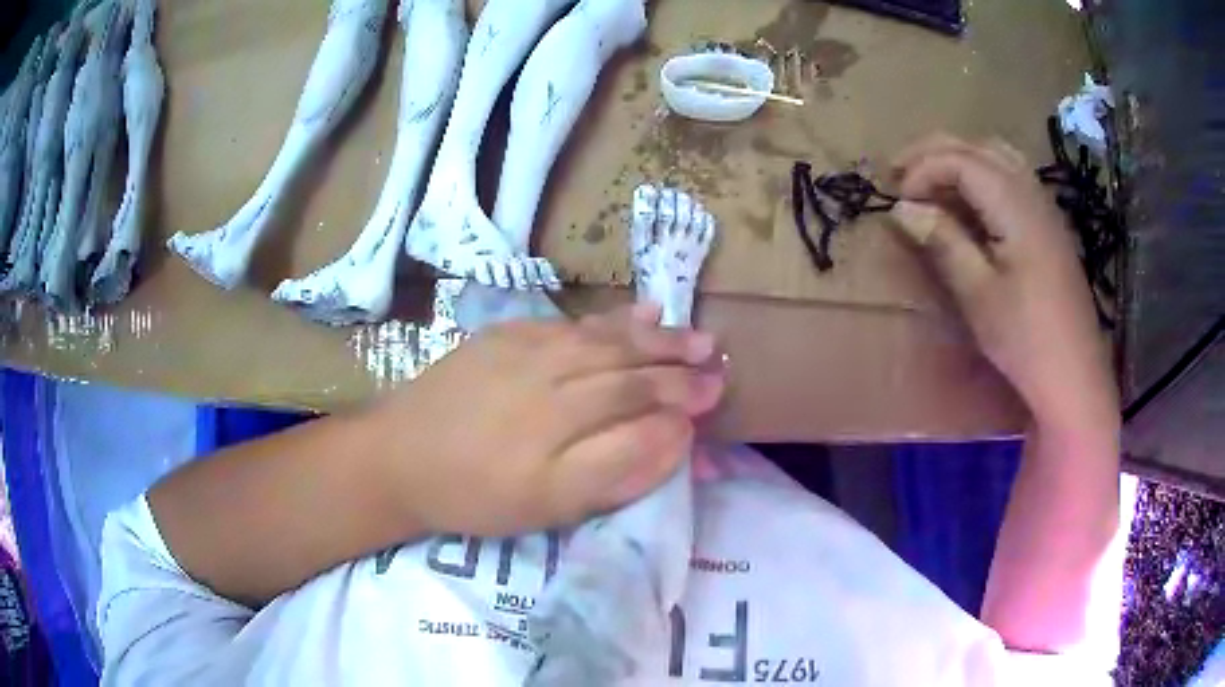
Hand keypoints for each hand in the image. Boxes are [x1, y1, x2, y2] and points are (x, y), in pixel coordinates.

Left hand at [369, 304, 723, 536]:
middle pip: (629, 365)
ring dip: (655, 336)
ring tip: (692, 335)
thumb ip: (616, 470)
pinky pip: (572, 321)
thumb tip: (674, 436)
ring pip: (606, 338)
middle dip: (678, 363)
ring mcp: (529, 348)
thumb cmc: (474, 495)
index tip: (715, 396)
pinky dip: (612, 318)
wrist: (398, 456)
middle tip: (717, 361)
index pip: (641, 403)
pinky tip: (640, 311)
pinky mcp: (507, 334)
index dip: (682, 400)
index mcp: (564, 423)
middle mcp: (553, 375)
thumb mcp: (548, 506)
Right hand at [889, 134, 1117, 431]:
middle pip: (979, 147)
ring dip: (961, 158)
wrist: (1075, 377)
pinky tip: (972, 202)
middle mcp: (1032, 193)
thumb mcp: (978, 294)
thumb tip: (903, 208)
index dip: (923, 169)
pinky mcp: (1050, 227)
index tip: (896, 199)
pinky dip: (983, 175)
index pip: (961, 160)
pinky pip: (1013, 178)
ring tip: (932, 181)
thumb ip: (943, 241)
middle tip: (900, 174)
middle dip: (936, 152)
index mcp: (1015, 206)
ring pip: (999, 156)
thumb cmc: (1026, 340)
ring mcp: (1046, 208)